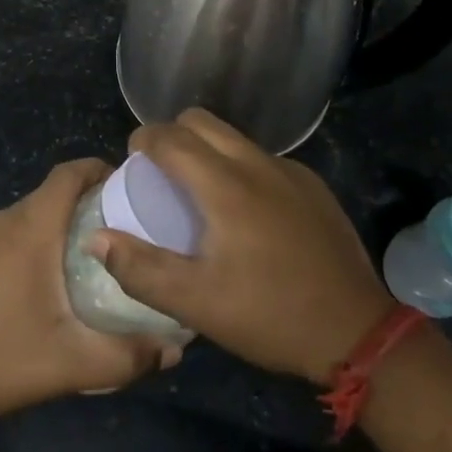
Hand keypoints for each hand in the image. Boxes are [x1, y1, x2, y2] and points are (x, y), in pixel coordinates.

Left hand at [0, 159, 178, 429]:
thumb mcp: (71, 363)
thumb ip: (127, 356)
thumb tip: (175, 349)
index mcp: (30, 227)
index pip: (70, 173)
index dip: (101, 169)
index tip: (132, 187)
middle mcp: (2, 220)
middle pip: (53, 194)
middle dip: (90, 204)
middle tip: (124, 234)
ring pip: (30, 216)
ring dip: (60, 226)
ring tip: (92, 260)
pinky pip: (8, 235)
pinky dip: (34, 242)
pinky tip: (46, 284)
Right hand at [92, 109, 392, 383]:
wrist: (356, 331)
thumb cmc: (269, 314)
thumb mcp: (196, 302)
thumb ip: (140, 268)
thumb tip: (96, 237)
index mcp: (225, 185)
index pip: (171, 137)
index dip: (144, 139)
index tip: (132, 160)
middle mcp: (257, 164)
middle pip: (202, 121)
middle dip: (173, 134)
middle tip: (161, 173)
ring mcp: (291, 172)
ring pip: (235, 137)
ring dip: (207, 149)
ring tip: (199, 193)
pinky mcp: (314, 186)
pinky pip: (263, 159)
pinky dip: (240, 168)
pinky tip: (247, 213)